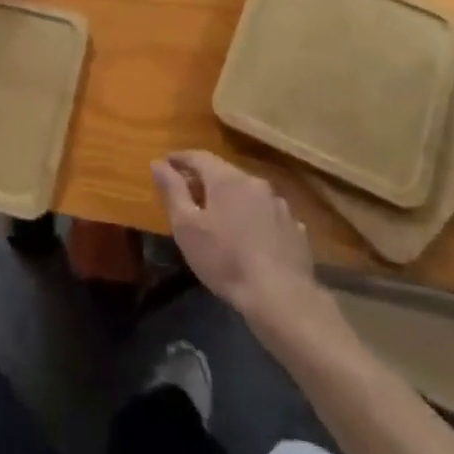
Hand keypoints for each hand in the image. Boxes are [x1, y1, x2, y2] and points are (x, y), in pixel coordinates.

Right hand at [152, 151, 315, 322]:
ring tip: (222, 218)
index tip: (167, 164)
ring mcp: (280, 205)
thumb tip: (157, 163)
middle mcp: (255, 183)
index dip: (181, 158)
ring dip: (233, 200)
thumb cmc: (225, 260)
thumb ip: (172, 191)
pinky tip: (251, 237)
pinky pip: (268, 215)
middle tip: (190, 194)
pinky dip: (255, 219)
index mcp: (227, 179)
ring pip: (249, 194)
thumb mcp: (187, 227)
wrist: (281, 297)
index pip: (199, 156)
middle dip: (206, 180)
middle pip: (225, 173)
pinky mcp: (296, 228)